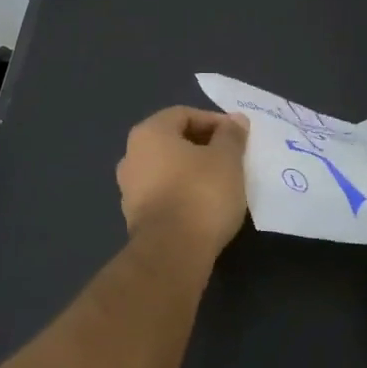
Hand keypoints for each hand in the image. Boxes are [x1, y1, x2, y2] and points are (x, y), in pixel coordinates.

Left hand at [116, 107, 250, 255]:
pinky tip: (204, 206)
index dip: (214, 121)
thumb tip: (235, 120)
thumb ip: (231, 135)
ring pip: (167, 169)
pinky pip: (164, 194)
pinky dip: (183, 193)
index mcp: (149, 133)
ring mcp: (129, 188)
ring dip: (192, 171)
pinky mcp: (135, 217)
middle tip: (232, 158)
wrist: (172, 252)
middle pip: (173, 141)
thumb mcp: (226, 159)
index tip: (237, 136)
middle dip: (203, 146)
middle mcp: (131, 155)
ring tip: (221, 182)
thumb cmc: (201, 193)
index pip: (184, 115)